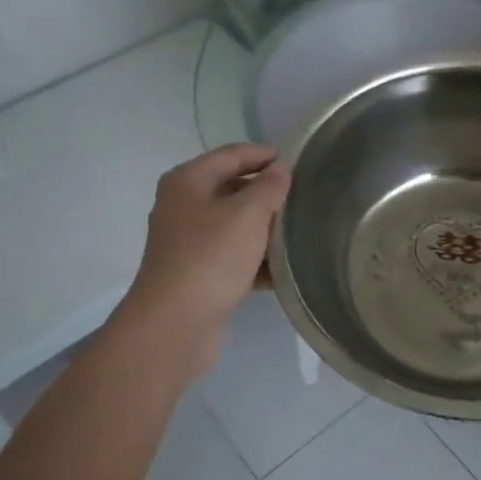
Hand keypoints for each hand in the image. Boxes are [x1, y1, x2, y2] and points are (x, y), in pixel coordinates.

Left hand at [120, 143, 290, 373]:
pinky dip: (257, 261)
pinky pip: (235, 257)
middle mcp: (184, 207)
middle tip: (305, 198)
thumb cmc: (210, 257)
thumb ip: (269, 187)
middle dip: (268, 194)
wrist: (175, 324)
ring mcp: (190, 243)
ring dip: (266, 230)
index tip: (300, 161)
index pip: (232, 155)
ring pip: (236, 226)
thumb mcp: (247, 214)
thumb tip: (281, 169)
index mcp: (189, 182)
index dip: (265, 155)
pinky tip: (286, 269)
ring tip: (302, 232)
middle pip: (234, 189)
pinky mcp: (200, 274)